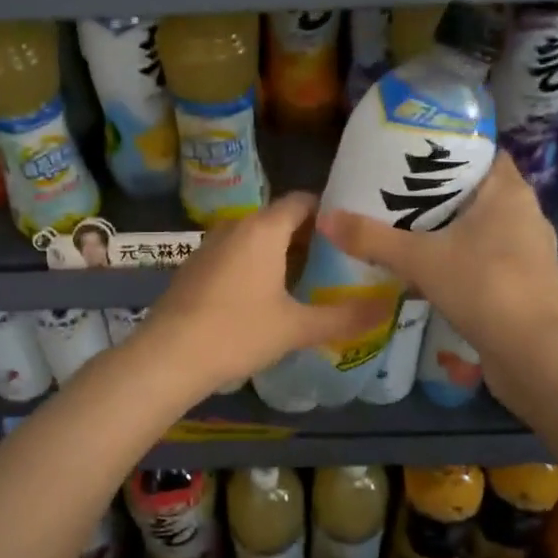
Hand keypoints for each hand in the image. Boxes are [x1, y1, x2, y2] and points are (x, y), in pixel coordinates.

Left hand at [138, 193, 396, 394]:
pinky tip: (270, 295)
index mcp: (263, 229)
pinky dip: (257, 264)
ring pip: (256, 238)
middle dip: (310, 236)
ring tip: (312, 277)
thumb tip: (390, 308)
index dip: (330, 211)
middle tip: (341, 259)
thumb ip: (344, 317)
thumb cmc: (237, 333)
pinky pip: (236, 254)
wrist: (168, 356)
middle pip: (280, 219)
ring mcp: (211, 245)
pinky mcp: (196, 266)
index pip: (303, 201)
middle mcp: (236, 226)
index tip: (354, 231)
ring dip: (282, 252)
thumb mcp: (296, 327)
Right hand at [317, 153, 557, 375]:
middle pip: (481, 191)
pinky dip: (468, 259)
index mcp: (508, 192)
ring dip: (456, 229)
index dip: (452, 151)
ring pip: (487, 227)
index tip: (416, 158)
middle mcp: (526, 214)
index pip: (484, 154)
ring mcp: (532, 251)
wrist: (533, 352)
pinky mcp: (529, 283)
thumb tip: (325, 218)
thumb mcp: (419, 259)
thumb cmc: (482, 286)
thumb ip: (371, 238)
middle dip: (444, 194)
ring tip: (414, 233)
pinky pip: (492, 258)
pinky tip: (438, 272)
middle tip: (401, 195)